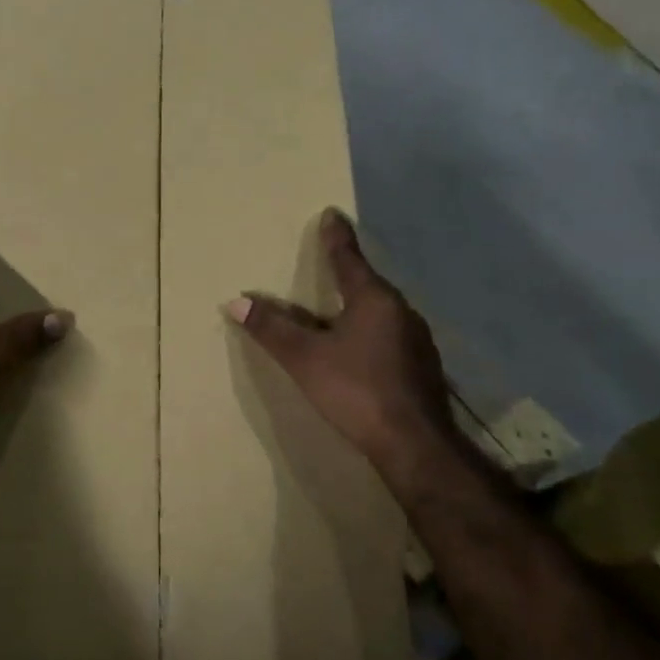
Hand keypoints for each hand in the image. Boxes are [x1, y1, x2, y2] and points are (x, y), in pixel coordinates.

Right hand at [225, 209, 453, 477]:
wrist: (415, 445)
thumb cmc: (357, 390)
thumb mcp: (305, 359)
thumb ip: (272, 329)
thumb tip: (236, 301)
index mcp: (373, 300)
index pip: (349, 259)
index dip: (336, 237)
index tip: (332, 214)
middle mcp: (400, 312)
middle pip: (368, 285)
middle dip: (348, 274)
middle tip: (329, 264)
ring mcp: (417, 341)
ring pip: (381, 313)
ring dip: (359, 308)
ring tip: (340, 311)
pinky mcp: (422, 367)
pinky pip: (390, 336)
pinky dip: (371, 334)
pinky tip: (362, 352)